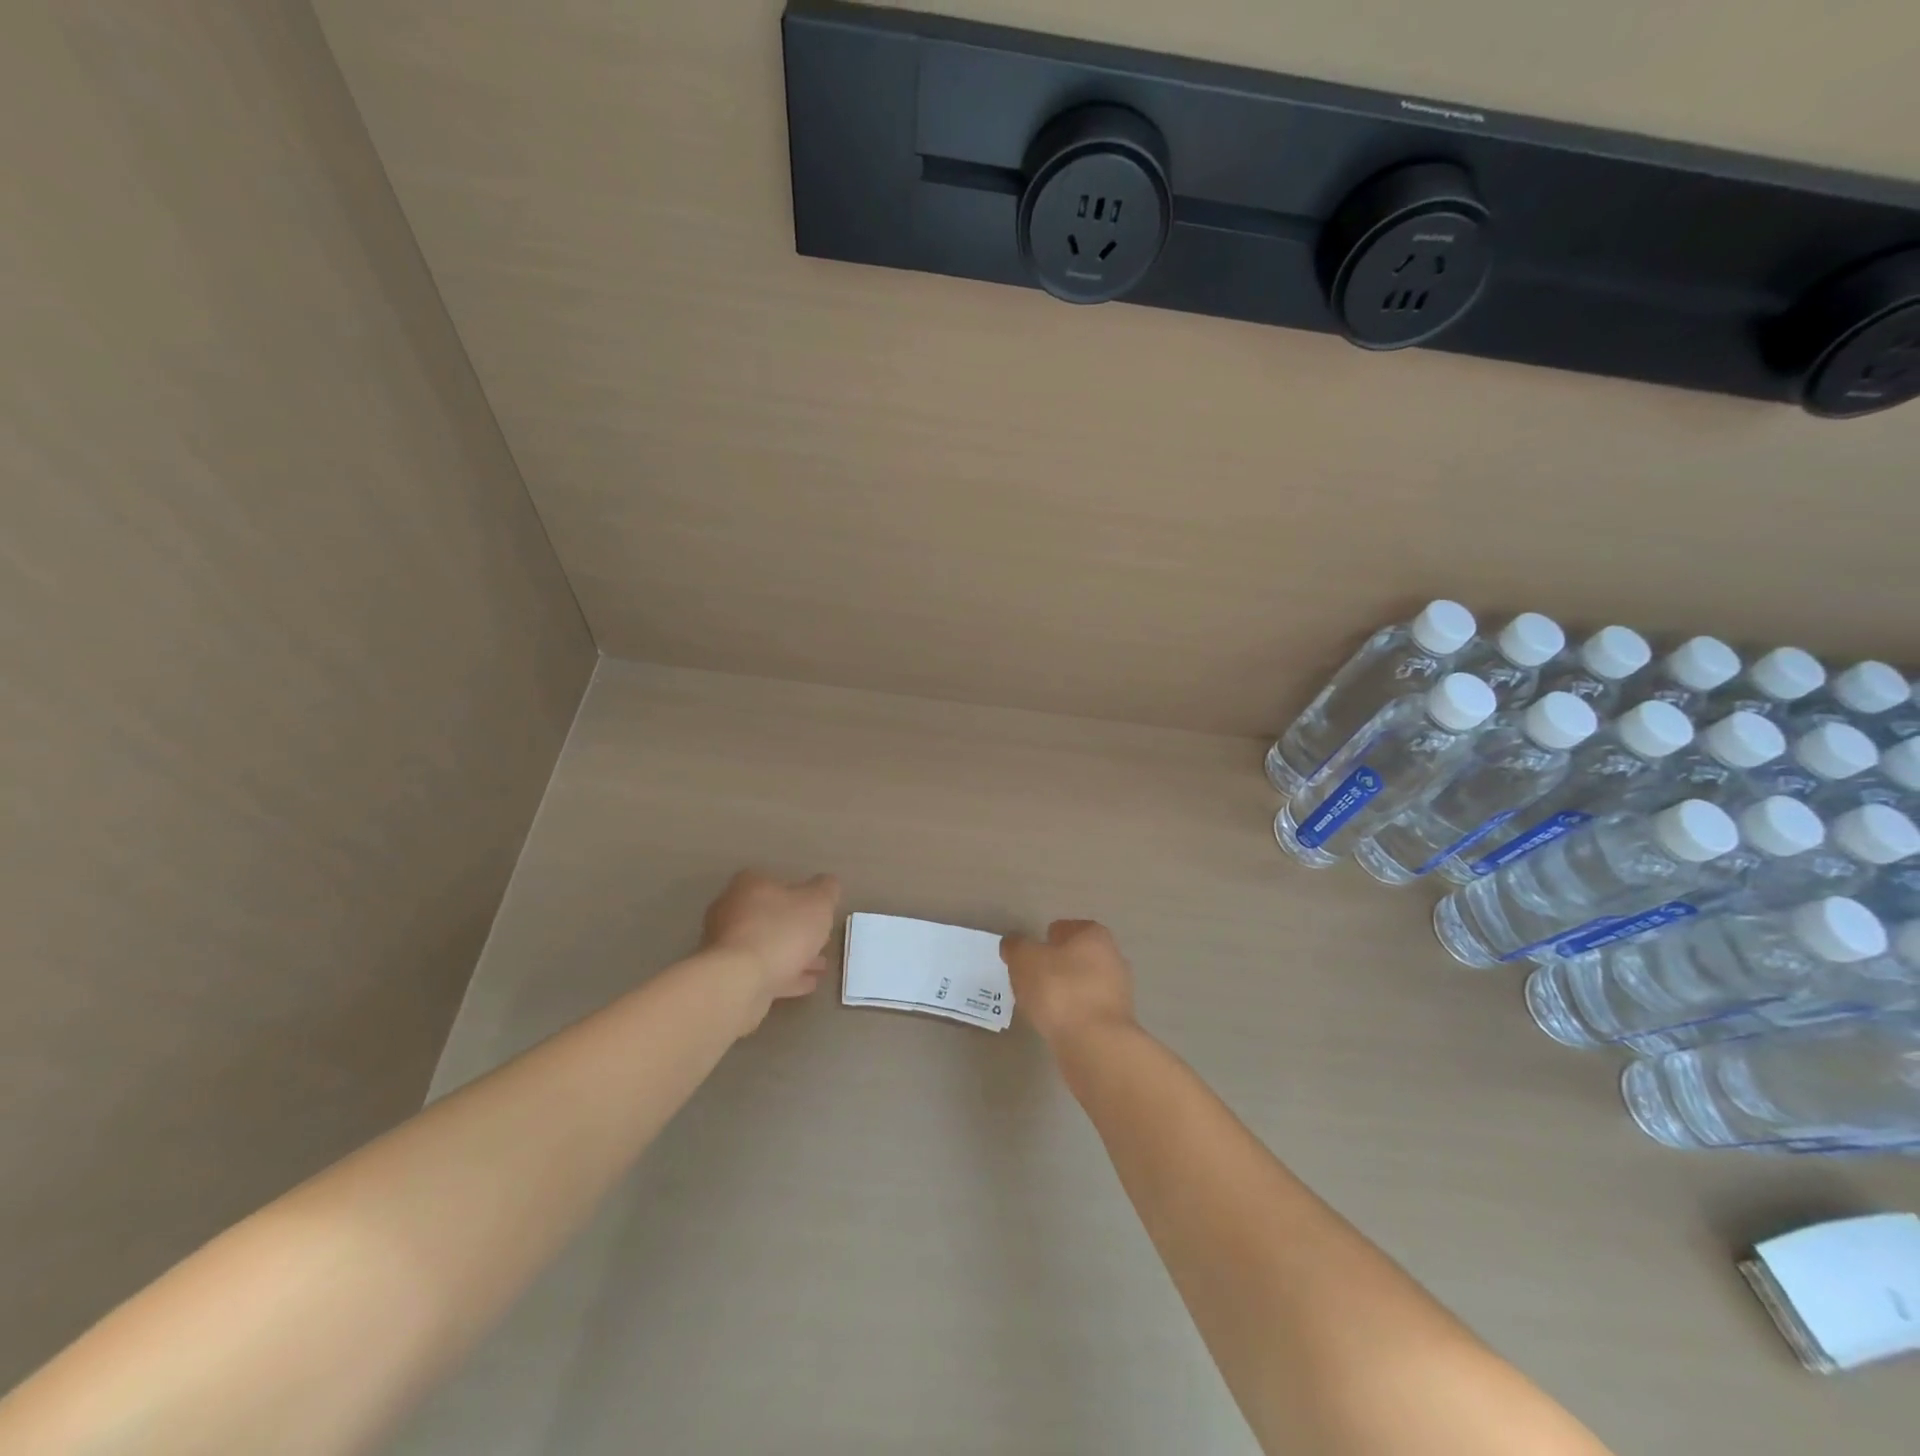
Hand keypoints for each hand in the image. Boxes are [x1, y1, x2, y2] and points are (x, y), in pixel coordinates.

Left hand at [701, 870, 841, 1034]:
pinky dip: (785, 974)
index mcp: (750, 886)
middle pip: (771, 916)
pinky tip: (807, 983)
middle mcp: (731, 911)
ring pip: (768, 946)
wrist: (738, 983)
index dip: (803, 897)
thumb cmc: (781, 932)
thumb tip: (827, 884)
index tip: (821, 912)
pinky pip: (763, 971)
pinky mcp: (727, 977)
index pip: (779, 883)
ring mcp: (726, 946)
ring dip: (794, 954)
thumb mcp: (818, 903)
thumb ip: (827, 889)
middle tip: (822, 940)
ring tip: (820, 966)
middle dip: (798, 929)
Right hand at [1000, 920, 1136, 1048]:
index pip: (1066, 928)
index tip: (1031, 957)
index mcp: (1094, 935)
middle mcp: (1113, 957)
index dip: (1046, 939)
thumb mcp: (1024, 960)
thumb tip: (1014, 944)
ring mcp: (1119, 990)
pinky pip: (1089, 1009)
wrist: (1095, 1044)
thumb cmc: (1059, 990)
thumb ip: (1016, 947)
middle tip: (1033, 980)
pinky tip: (1058, 1024)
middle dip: (1058, 965)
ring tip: (1042, 1005)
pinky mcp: (1118, 1021)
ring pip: (1085, 983)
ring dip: (1067, 991)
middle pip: (1077, 956)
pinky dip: (1075, 1013)